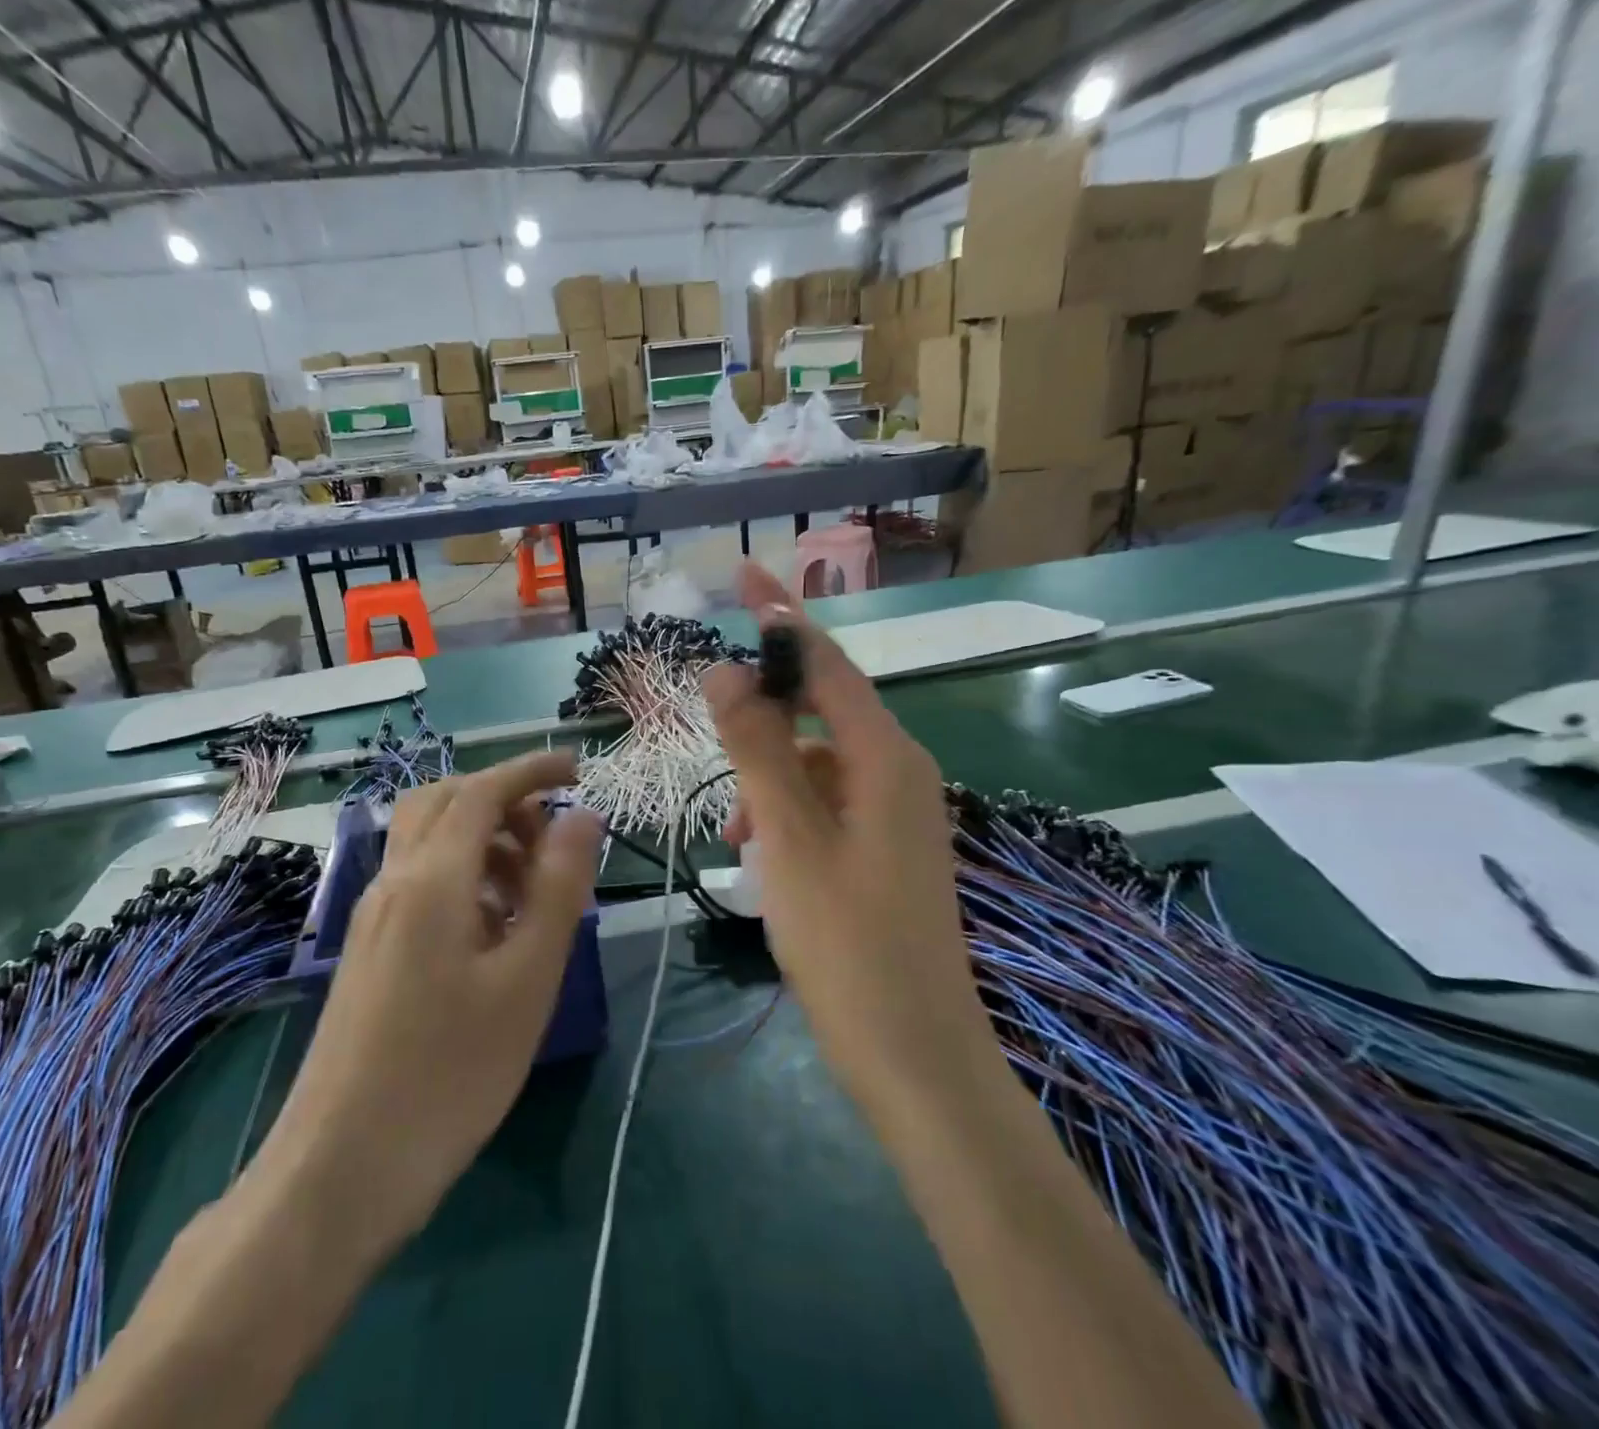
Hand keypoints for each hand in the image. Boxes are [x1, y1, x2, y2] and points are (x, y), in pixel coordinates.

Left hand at [239, 752, 600, 1262]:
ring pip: (429, 841)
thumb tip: (582, 816)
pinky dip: (464, 874)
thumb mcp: (526, 978)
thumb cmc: (450, 1072)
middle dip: (503, 799)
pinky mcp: (370, 948)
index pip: (482, 791)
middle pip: (445, 802)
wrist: (341, 1166)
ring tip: (534, 888)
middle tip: (553, 835)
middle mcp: (395, 882)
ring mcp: (374, 915)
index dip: (532, 769)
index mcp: (432, 879)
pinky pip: (420, 881)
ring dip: (484, 839)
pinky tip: (495, 926)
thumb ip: (558, 888)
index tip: (578, 769)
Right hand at [703, 564, 993, 1122]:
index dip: (781, 615)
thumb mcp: (789, 837)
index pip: (826, 661)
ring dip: (768, 781)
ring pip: (817, 765)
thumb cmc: (847, 943)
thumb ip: (758, 748)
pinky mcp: (886, 848)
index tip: (744, 573)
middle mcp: (900, 771)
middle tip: (713, 738)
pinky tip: (758, 856)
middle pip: (820, 711)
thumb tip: (727, 671)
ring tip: (732, 833)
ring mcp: (897, 813)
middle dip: (761, 720)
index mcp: (886, 757)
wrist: (915, 1056)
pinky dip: (787, 815)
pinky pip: (827, 805)